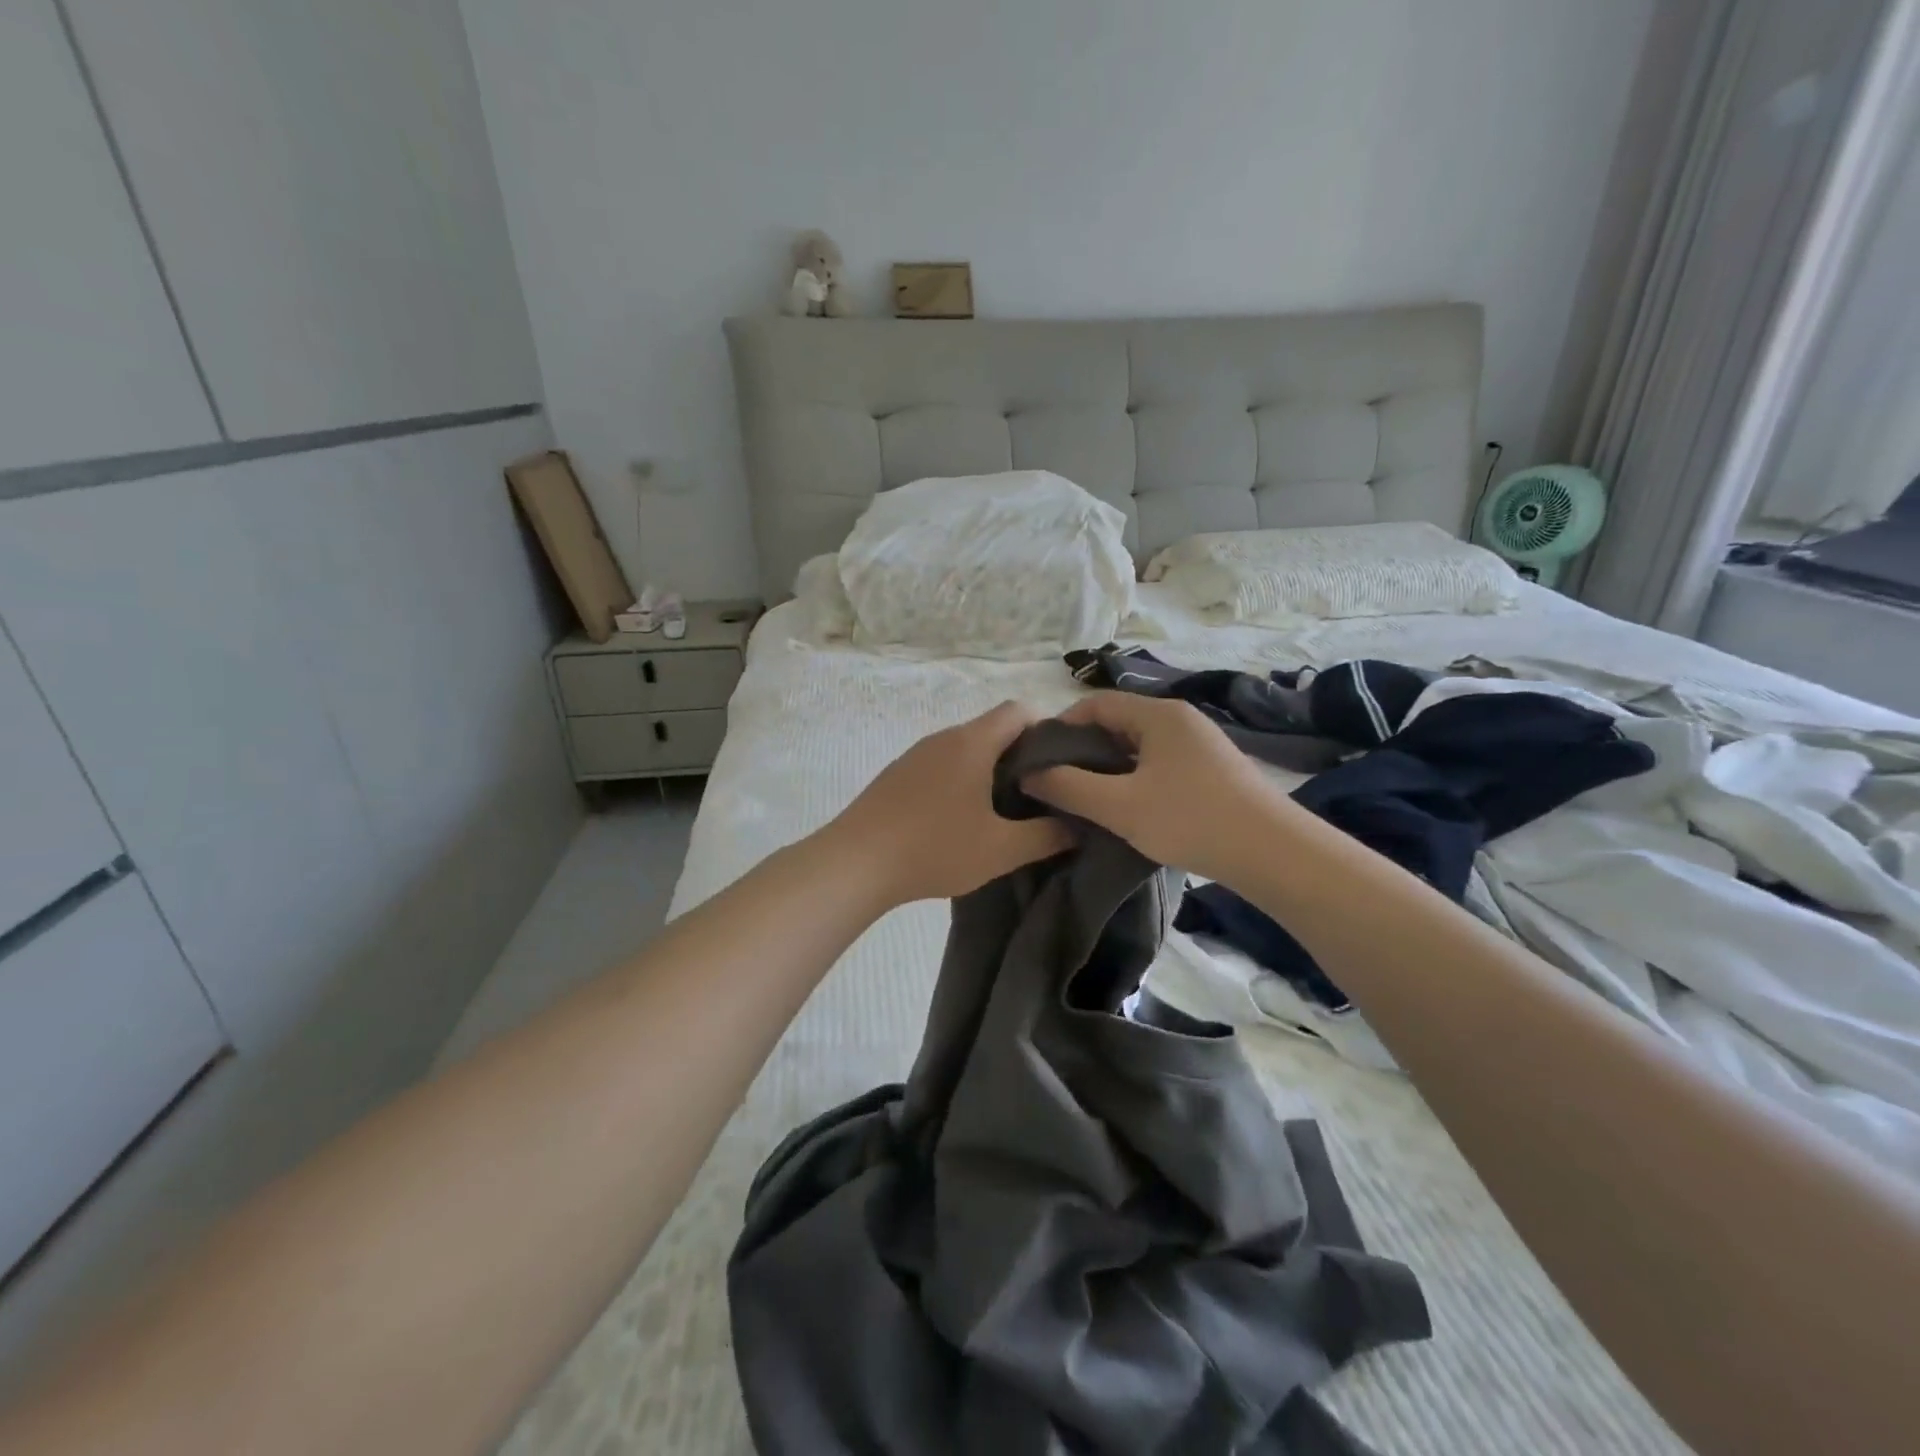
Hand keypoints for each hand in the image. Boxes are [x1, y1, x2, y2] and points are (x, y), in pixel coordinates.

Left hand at [818, 702, 1073, 905]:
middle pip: (993, 729)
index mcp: (972, 742)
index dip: (1047, 729)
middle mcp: (944, 737)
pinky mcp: (897, 774)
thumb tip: (1077, 826)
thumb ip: (1047, 836)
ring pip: (966, 749)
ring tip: (1003, 810)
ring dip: (989, 770)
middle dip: (1021, 755)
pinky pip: (941, 764)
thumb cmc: (935, 849)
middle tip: (1040, 794)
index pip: (1019, 710)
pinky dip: (961, 780)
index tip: (1061, 765)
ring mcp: (916, 754)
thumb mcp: (1001, 850)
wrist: (856, 863)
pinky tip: (960, 819)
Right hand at [1024, 692, 1292, 879]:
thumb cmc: (1190, 819)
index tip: (1039, 760)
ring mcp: (1200, 744)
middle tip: (1058, 784)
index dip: (1061, 727)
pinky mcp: (1212, 770)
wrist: (1273, 853)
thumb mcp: (1119, 806)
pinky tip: (1128, 809)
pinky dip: (1135, 779)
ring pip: (1139, 747)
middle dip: (1083, 751)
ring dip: (1109, 768)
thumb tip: (1028, 773)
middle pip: (1117, 723)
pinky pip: (1160, 764)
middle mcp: (1180, 719)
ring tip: (1087, 800)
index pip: (1095, 703)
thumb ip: (1068, 787)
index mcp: (1158, 714)